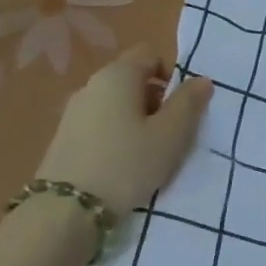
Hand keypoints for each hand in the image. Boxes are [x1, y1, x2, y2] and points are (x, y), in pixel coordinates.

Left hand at [36, 45, 213, 214]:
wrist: (67, 210)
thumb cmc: (128, 163)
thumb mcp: (171, 134)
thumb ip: (189, 103)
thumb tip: (202, 80)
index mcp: (117, 76)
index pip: (150, 55)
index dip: (172, 74)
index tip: (183, 107)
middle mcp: (91, 86)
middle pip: (133, 80)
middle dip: (157, 100)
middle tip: (171, 133)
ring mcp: (73, 112)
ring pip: (117, 104)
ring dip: (138, 120)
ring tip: (149, 152)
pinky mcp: (63, 138)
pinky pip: (101, 124)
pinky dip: (118, 135)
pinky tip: (124, 164)